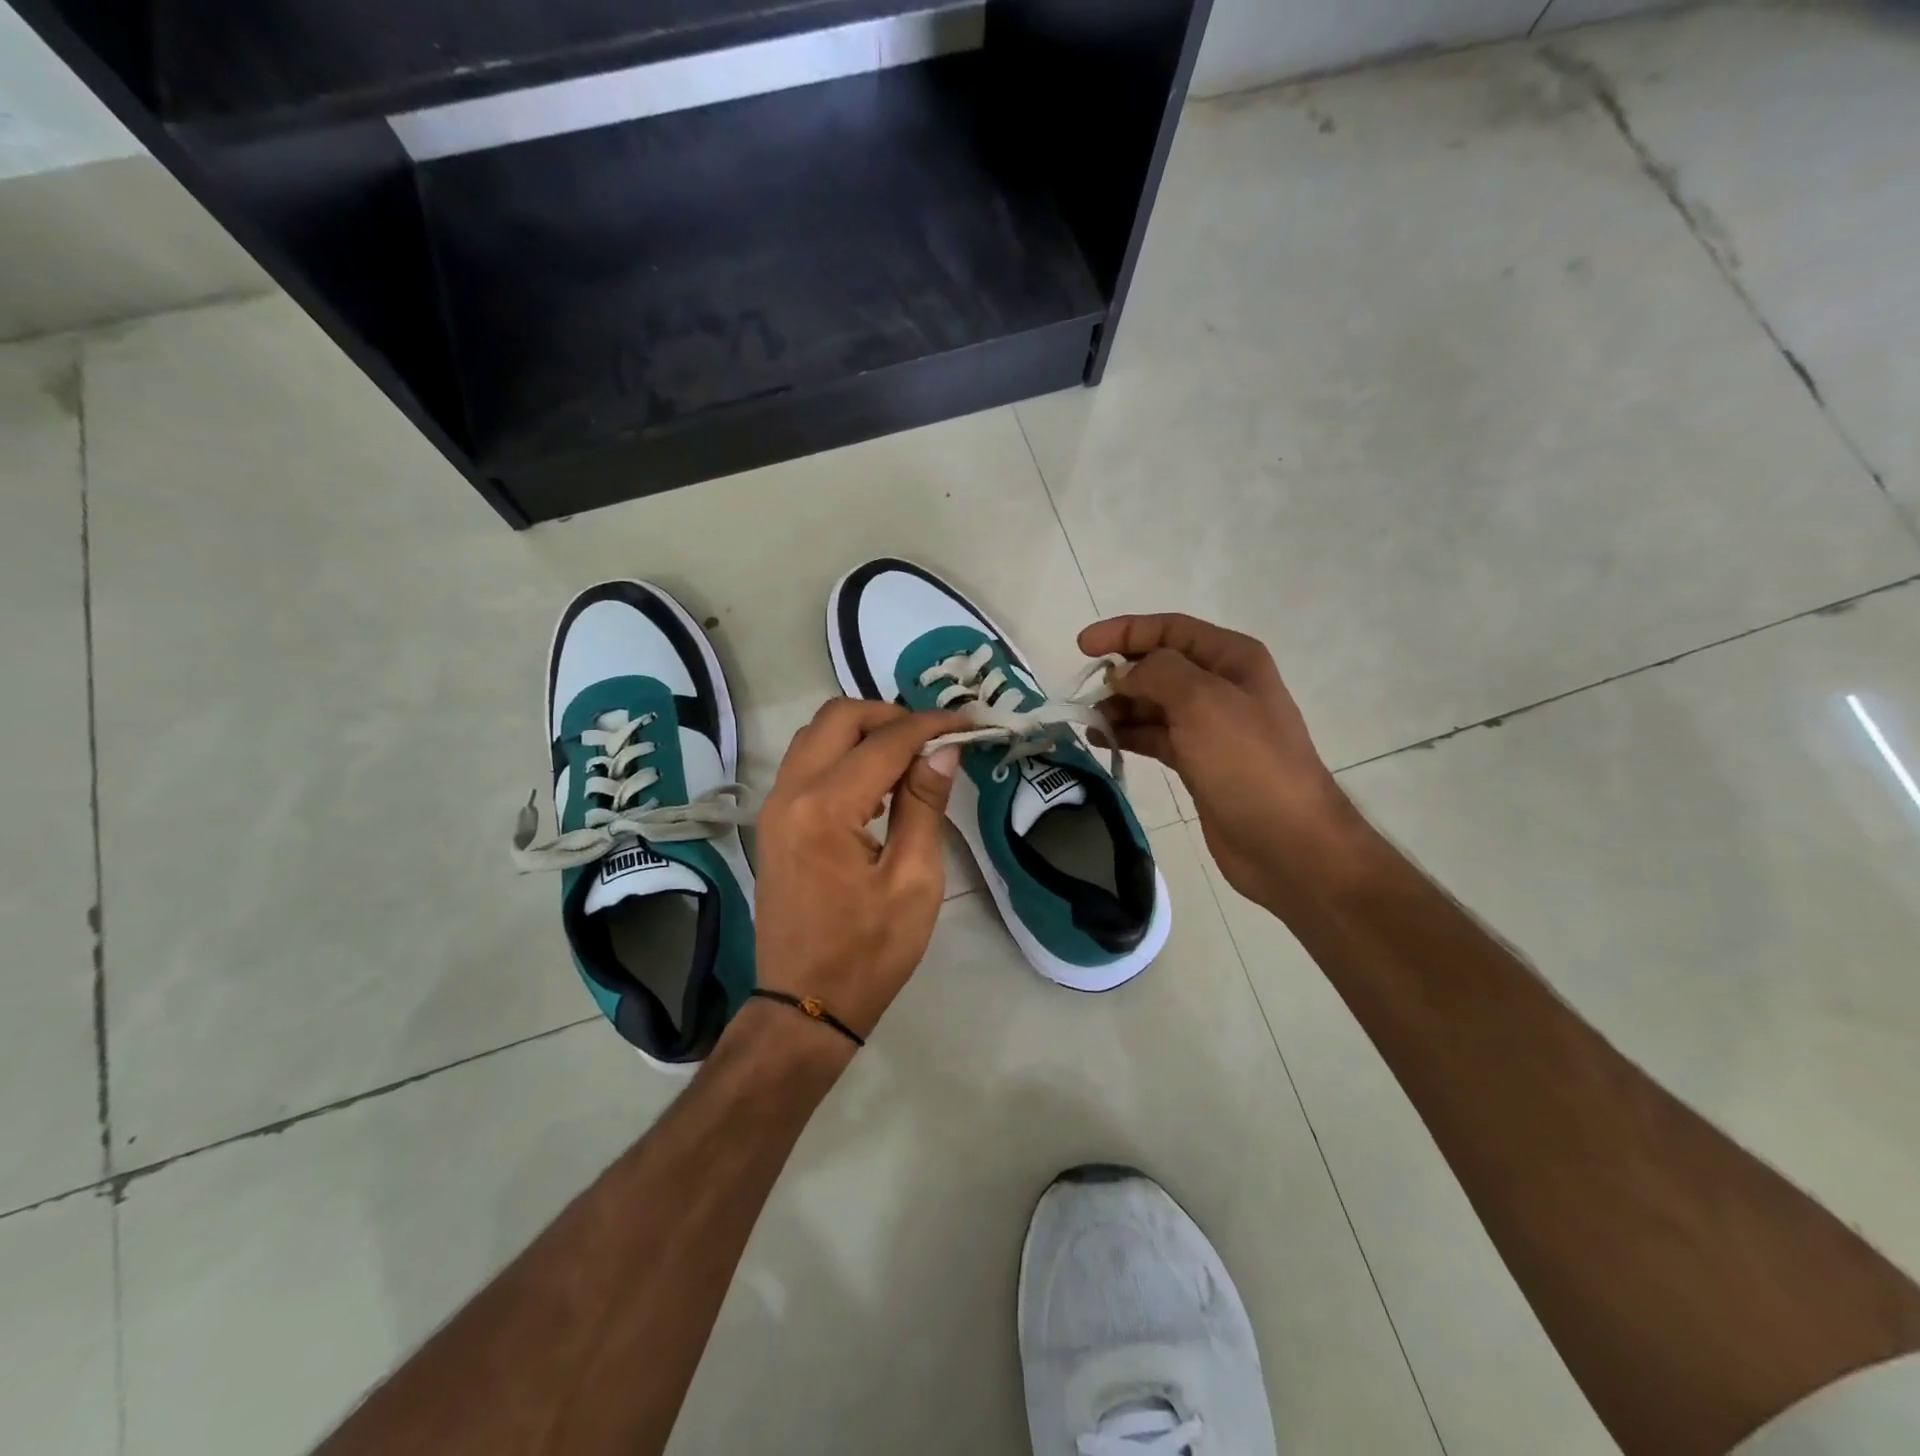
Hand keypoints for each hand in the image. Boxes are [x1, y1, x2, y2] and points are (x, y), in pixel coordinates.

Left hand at [750, 699, 968, 1047]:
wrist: (804, 1004)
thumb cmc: (868, 952)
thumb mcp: (914, 881)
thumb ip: (924, 805)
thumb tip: (944, 750)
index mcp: (826, 809)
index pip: (885, 741)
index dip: (930, 726)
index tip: (967, 723)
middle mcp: (790, 793)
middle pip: (838, 717)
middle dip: (890, 715)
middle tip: (933, 737)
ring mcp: (775, 806)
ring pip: (816, 734)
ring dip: (863, 730)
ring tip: (909, 754)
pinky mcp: (774, 821)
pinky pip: (806, 761)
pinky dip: (843, 752)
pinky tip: (877, 779)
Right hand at [1079, 613, 1362, 908]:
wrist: (1286, 842)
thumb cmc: (1247, 763)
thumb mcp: (1202, 702)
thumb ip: (1157, 673)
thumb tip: (1122, 673)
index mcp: (1231, 659)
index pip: (1171, 629)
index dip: (1125, 631)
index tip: (1083, 646)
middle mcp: (1221, 686)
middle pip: (1160, 666)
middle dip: (1121, 673)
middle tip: (1083, 693)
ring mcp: (1210, 727)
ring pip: (1154, 704)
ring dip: (1120, 706)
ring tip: (1089, 721)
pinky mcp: (1198, 762)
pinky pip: (1155, 736)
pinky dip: (1129, 734)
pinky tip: (1103, 741)